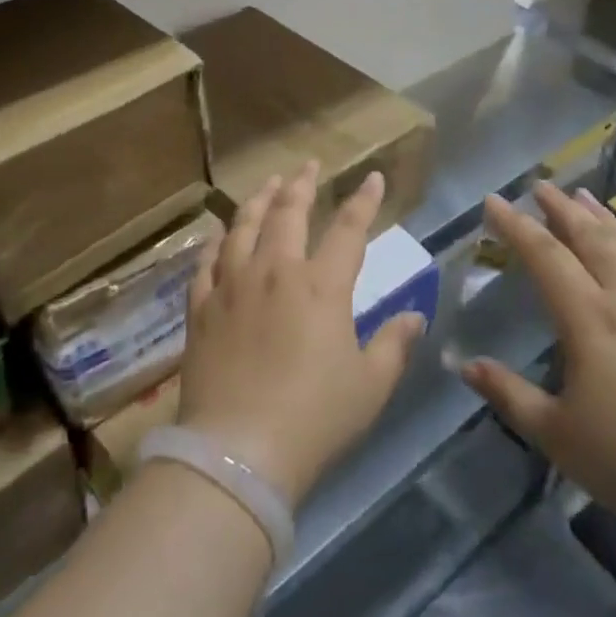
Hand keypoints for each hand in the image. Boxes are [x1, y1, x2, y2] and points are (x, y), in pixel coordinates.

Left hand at [176, 163, 425, 506]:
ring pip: (244, 226)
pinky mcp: (201, 307)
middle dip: (302, 184)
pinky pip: (206, 260)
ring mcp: (232, 285)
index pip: (349, 229)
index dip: (364, 201)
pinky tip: (219, 231)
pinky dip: (216, 240)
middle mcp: (275, 272)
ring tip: (268, 184)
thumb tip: (414, 316)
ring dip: (259, 200)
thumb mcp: (370, 386)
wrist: (239, 451)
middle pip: (288, 213)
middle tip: (309, 165)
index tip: (371, 178)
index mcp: (321, 286)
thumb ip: (394, 345)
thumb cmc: (315, 419)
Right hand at [465, 182, 615, 555]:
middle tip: (541, 186)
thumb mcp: (557, 435)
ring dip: (605, 219)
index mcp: (589, 320)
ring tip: (586, 196)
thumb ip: (509, 395)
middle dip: (562, 209)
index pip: (545, 256)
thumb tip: (466, 364)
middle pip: (592, 240)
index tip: (493, 201)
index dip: (516, 226)